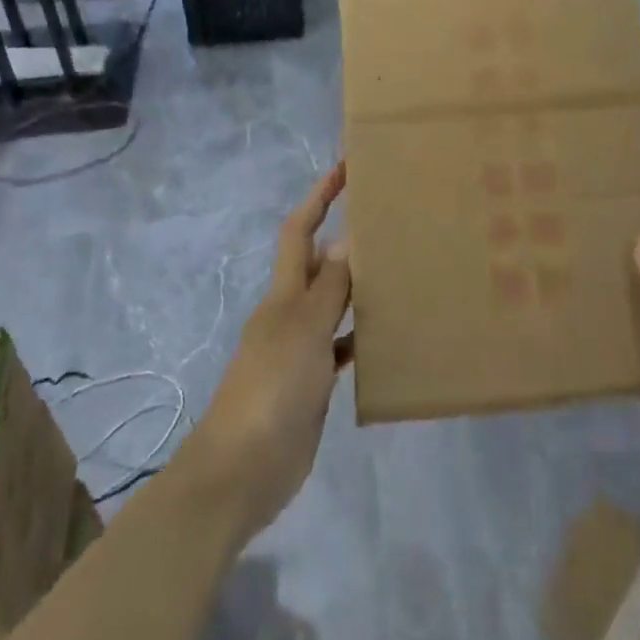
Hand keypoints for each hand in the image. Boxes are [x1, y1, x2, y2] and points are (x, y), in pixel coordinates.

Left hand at [174, 163, 351, 543]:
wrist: (241, 470)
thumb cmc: (272, 388)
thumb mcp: (304, 330)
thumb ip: (329, 288)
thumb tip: (346, 239)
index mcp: (284, 294)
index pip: (300, 231)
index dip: (319, 197)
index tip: (345, 168)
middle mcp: (290, 313)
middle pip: (318, 264)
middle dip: (344, 239)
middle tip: (389, 224)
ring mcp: (300, 349)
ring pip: (333, 305)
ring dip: (357, 288)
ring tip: (398, 273)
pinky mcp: (311, 383)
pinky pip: (341, 347)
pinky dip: (359, 337)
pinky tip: (386, 338)